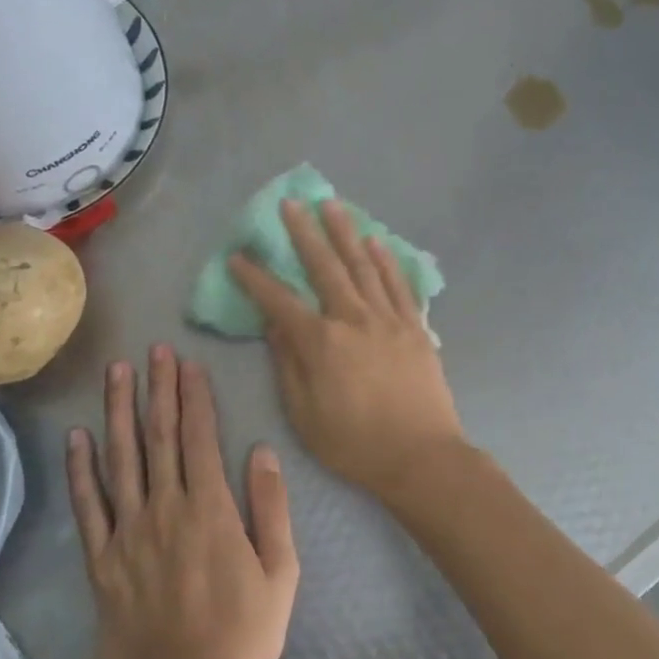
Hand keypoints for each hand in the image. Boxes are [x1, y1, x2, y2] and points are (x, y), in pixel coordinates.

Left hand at [67, 346, 298, 658]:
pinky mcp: (101, 562)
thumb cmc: (242, 637)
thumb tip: (261, 451)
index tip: (189, 364)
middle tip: (155, 350)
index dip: (194, 398)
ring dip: (119, 412)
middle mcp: (165, 512)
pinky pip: (88, 508)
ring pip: (120, 461)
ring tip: (117, 373)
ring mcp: (127, 535)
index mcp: (211, 512)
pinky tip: (79, 438)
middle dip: (158, 390)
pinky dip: (81, 470)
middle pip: (159, 438)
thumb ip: (271, 508)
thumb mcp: (281, 574)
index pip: (199, 438)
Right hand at [228, 198, 467, 503]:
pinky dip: (386, 260)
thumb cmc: (355, 443)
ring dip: (346, 233)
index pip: (279, 301)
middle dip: (304, 233)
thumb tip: (275, 326)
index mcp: (321, 342)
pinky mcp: (415, 326)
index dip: (255, 278)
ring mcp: (388, 318)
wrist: (421, 455)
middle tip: (291, 203)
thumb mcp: (305, 415)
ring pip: (363, 265)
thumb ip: (288, 366)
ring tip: (333, 205)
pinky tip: (376, 241)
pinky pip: (398, 284)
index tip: (238, 256)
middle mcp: (354, 319)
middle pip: (325, 267)